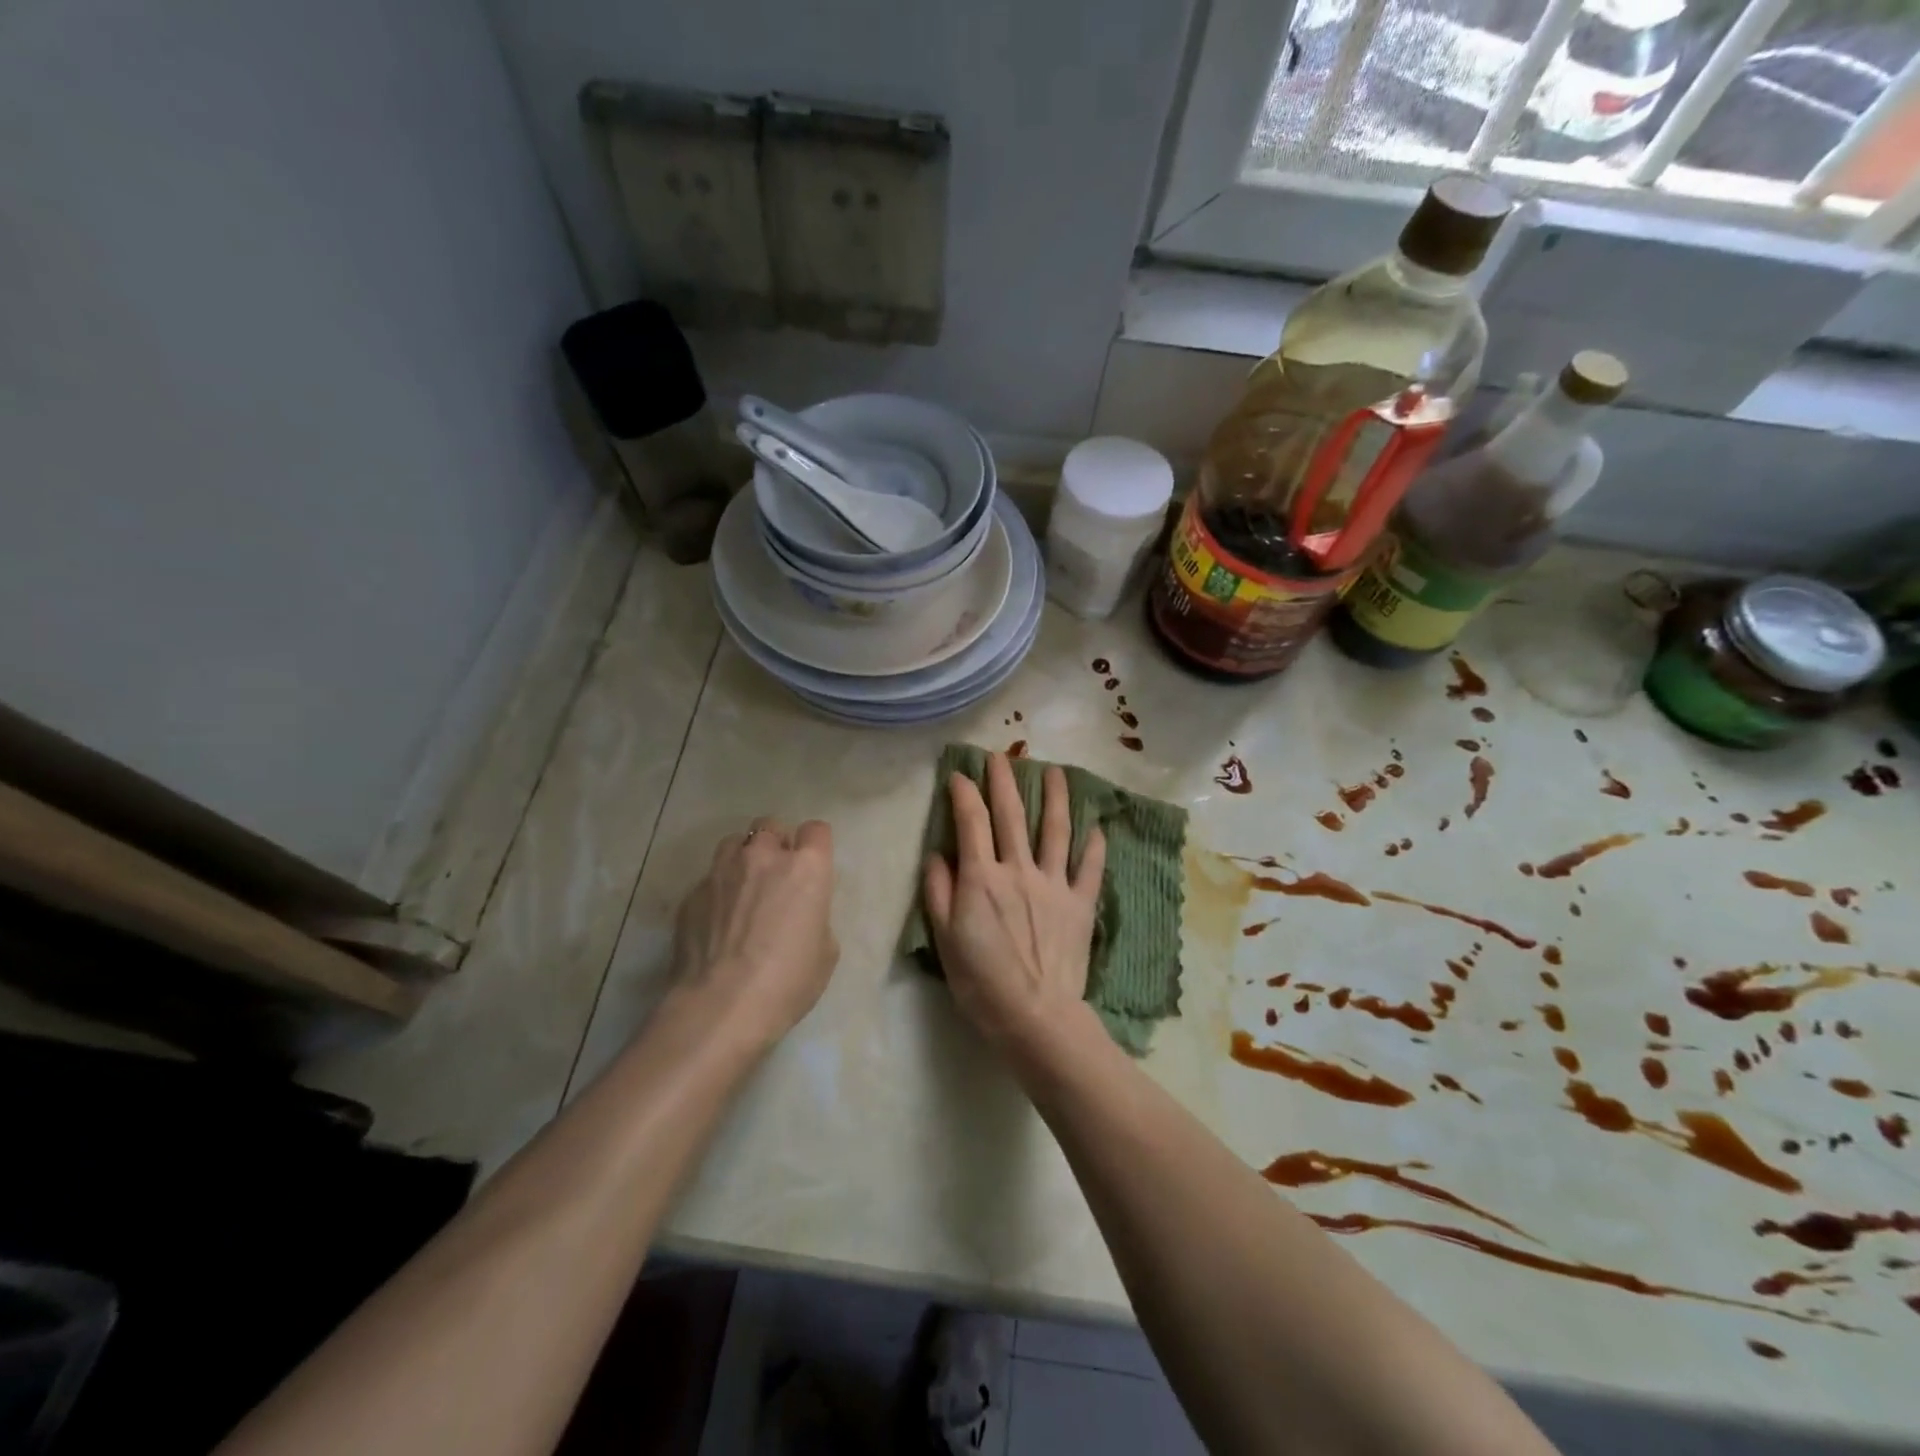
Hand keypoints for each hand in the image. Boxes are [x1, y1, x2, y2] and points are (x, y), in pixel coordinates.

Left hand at [669, 817, 838, 1050]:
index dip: (815, 846)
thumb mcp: (825, 952)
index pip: (816, 830)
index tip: (813, 867)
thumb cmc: (787, 981)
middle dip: (776, 844)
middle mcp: (764, 856)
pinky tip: (717, 921)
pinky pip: (709, 879)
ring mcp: (722, 871)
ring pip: (734, 843)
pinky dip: (717, 890)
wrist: (720, 1006)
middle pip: (771, 826)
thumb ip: (815, 917)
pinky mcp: (692, 893)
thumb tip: (800, 915)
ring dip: (743, 858)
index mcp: (807, 868)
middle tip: (776, 876)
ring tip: (743, 888)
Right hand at [922, 753, 1105, 1054]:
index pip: (971, 822)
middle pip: (1011, 815)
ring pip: (1055, 831)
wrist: (1035, 1016)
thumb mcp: (945, 939)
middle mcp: (1019, 870)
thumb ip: (938, 892)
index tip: (958, 775)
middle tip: (1001, 755)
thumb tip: (937, 855)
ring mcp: (1054, 885)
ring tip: (1055, 772)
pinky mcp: (1079, 904)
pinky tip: (1097, 828)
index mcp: (982, 878)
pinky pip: (1089, 869)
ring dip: (1055, 798)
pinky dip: (1094, 846)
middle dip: (1003, 781)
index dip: (963, 793)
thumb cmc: (982, 982)